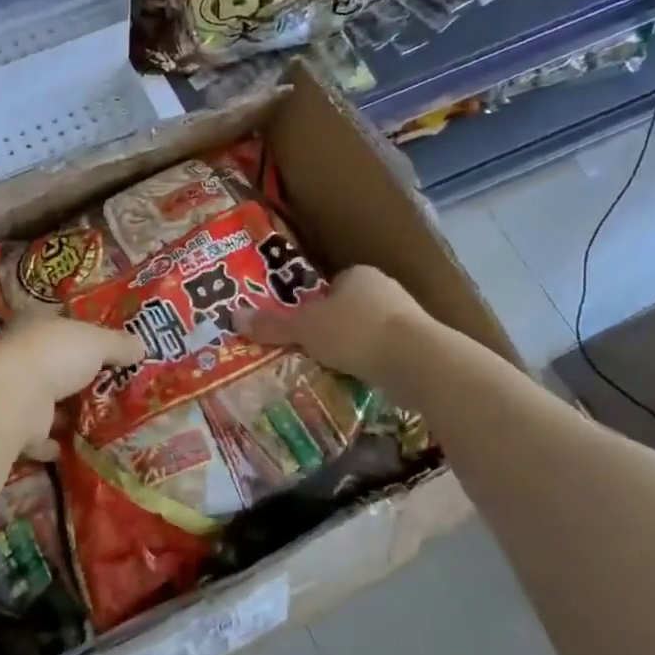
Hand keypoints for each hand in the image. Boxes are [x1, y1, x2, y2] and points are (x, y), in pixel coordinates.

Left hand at [0, 315, 143, 459]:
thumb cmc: (56, 356)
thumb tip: (141, 346)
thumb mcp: (97, 342)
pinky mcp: (14, 426)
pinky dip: (50, 443)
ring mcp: (14, 392)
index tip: (102, 351)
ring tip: (96, 421)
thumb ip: (119, 344)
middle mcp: (21, 357)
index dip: (80, 336)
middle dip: (74, 378)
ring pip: (44, 401)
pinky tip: (70, 447)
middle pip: (53, 366)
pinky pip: (36, 437)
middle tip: (106, 389)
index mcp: (36, 326)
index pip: (59, 327)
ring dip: (63, 412)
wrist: (15, 398)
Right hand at [241, 266, 425, 389]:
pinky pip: (386, 352)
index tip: (300, 328)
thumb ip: (272, 324)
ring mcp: (407, 317)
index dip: (313, 306)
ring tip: (332, 369)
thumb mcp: (305, 328)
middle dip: (332, 329)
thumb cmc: (355, 332)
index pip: (330, 286)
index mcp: (357, 274)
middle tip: (309, 351)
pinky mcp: (421, 345)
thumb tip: (233, 316)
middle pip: (348, 308)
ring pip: (368, 331)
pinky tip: (360, 379)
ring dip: (353, 348)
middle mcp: (385, 289)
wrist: (417, 361)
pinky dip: (372, 364)